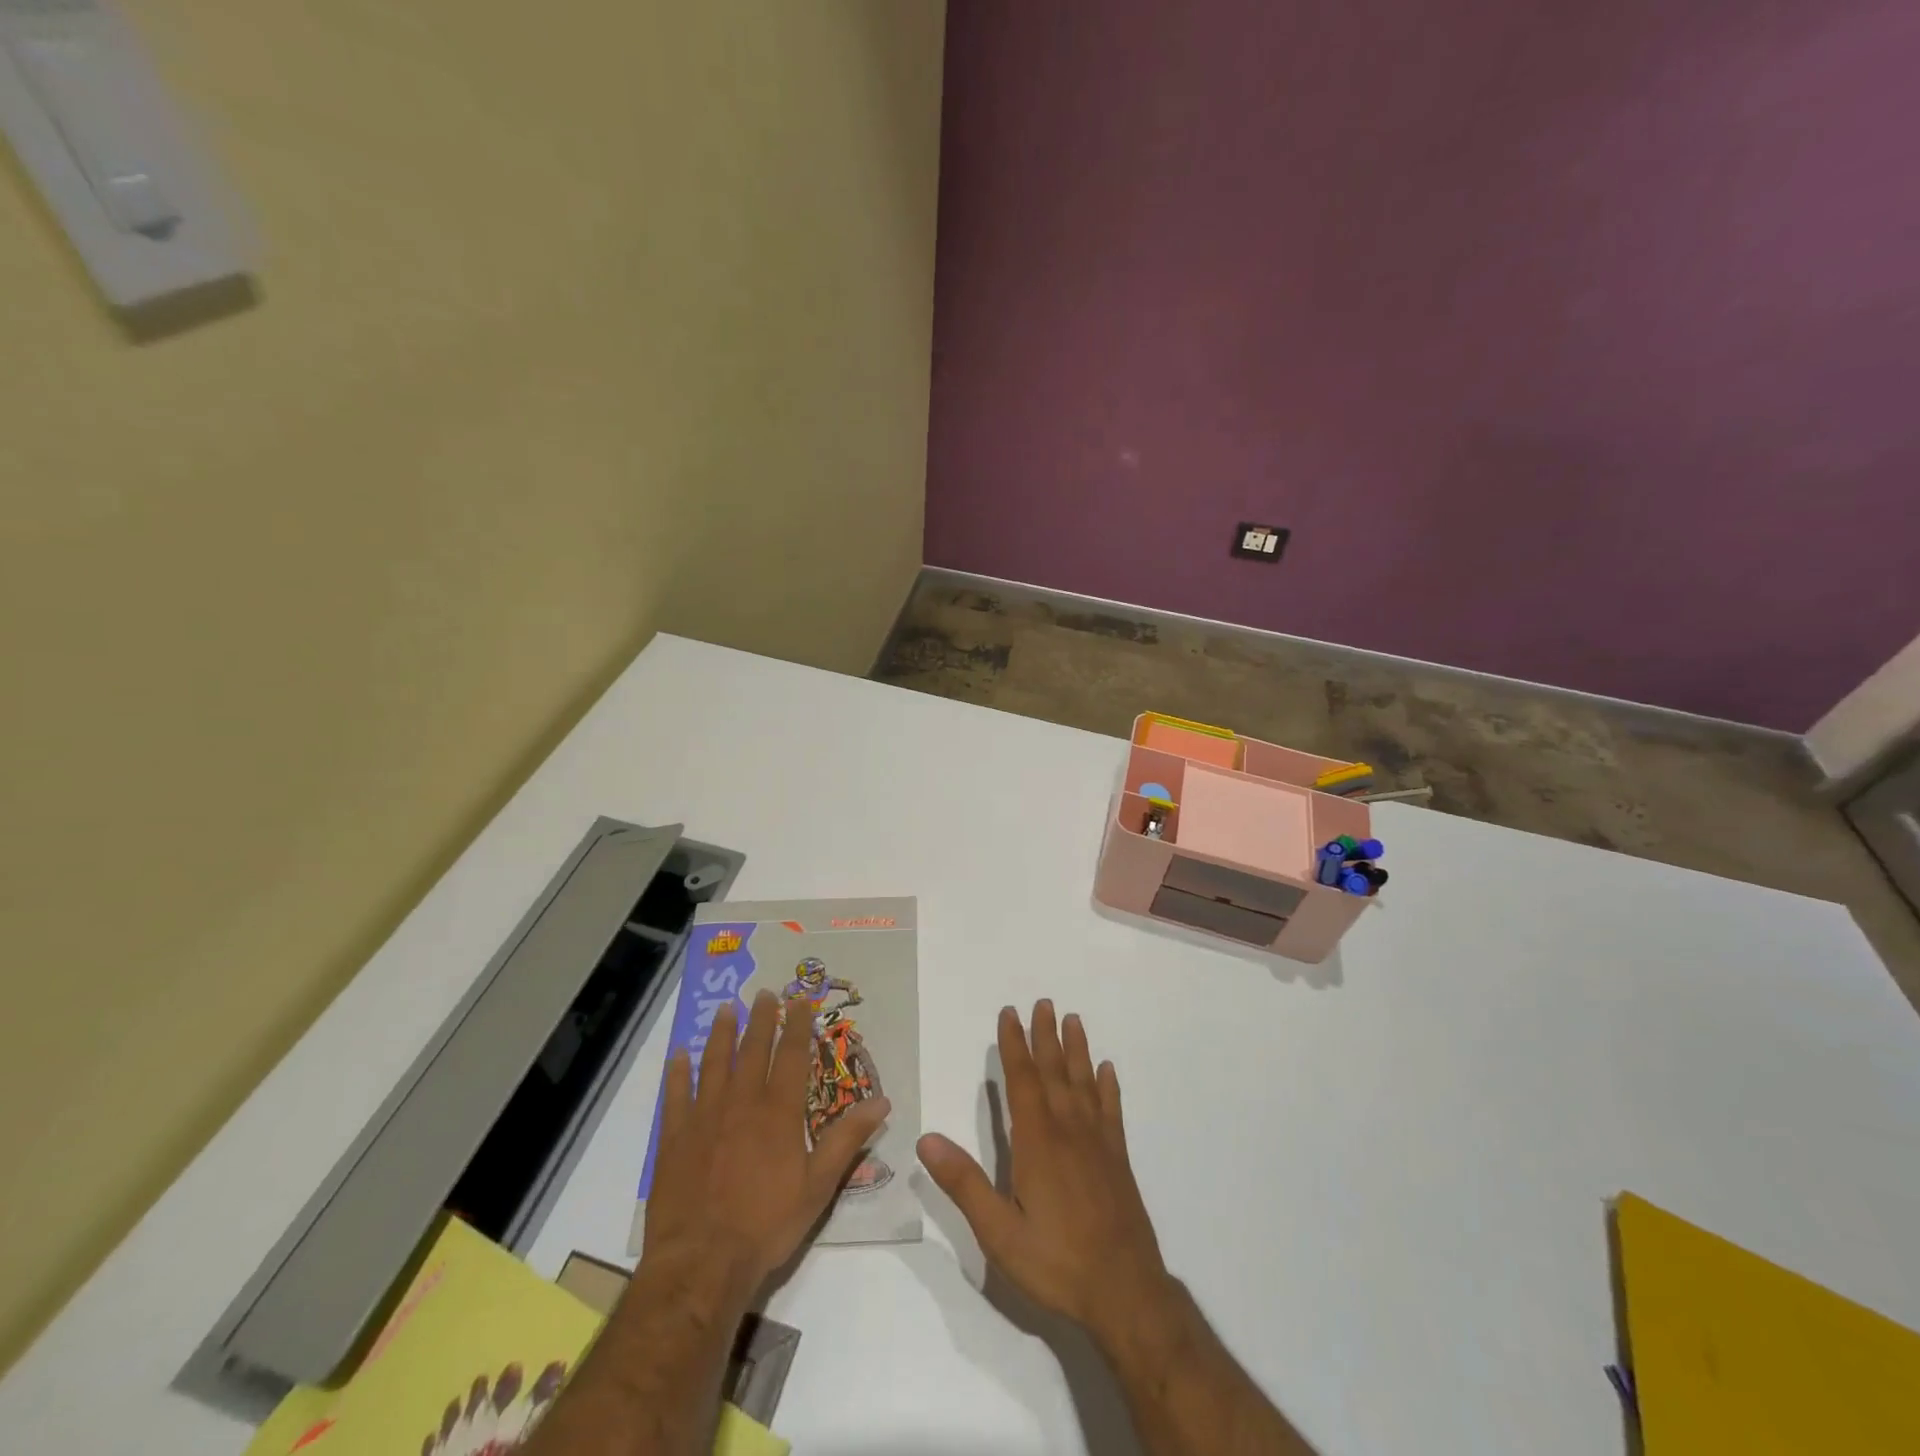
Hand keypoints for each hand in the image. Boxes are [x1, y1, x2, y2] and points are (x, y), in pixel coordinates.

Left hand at [643, 990, 890, 1288]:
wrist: (701, 1263)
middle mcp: (741, 1103)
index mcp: (778, 1112)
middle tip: (763, 993)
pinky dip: (677, 1073)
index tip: (799, 1002)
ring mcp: (704, 1118)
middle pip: (752, 1050)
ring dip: (721, 1034)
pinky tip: (679, 1056)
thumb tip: (882, 1102)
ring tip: (725, 1009)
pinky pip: (676, 1096)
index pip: (791, 1056)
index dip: (796, 1026)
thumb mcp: (819, 1186)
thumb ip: (847, 1139)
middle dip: (760, 1019)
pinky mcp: (674, 1139)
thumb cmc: (766, 1225)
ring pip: (714, 1063)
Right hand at [918, 1001, 1171, 1346]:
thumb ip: (964, 1183)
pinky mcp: (1118, 1160)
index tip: (1010, 1013)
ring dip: (1077, 1050)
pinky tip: (1107, 1070)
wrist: (1126, 1293)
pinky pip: (1112, 1111)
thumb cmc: (1056, 1262)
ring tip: (1074, 1020)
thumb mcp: (999, 1232)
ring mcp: (1098, 1143)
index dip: (1014, 1045)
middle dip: (1046, 1036)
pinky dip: (1108, 1087)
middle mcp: (1068, 1130)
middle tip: (1044, 1002)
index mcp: (1037, 1141)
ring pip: (1084, 1083)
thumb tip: (926, 1138)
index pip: (1022, 1080)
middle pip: (1055, 1072)